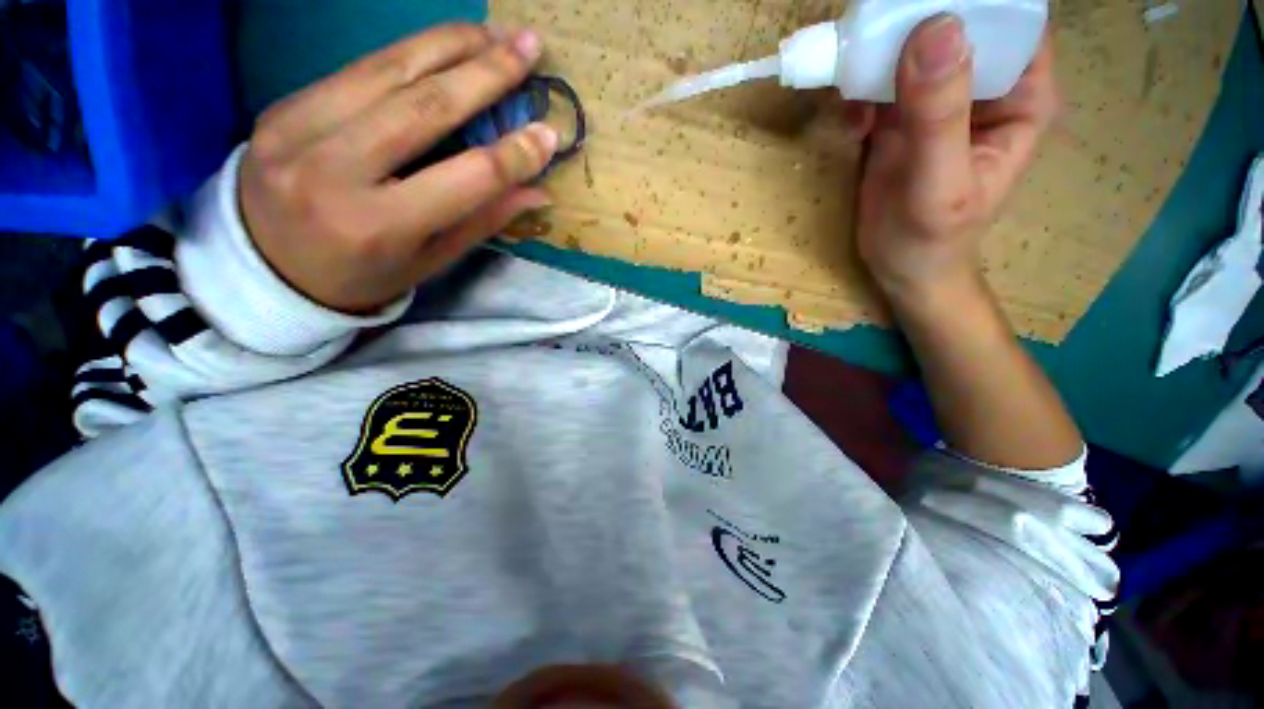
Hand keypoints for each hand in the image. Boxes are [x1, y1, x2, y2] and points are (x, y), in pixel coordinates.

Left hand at [238, 24, 558, 312]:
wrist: (267, 270)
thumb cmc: (364, 275)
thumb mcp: (431, 260)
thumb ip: (483, 220)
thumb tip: (537, 191)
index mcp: (380, 226)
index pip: (467, 178)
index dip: (514, 154)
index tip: (548, 132)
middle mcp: (334, 171)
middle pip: (425, 106)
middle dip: (486, 72)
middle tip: (528, 45)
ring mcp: (297, 130)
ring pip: (388, 70)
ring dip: (450, 44)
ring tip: (493, 32)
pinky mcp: (282, 106)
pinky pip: (358, 71)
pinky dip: (409, 53)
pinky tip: (444, 45)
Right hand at [850, 15, 1058, 305]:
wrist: (900, 268)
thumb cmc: (931, 238)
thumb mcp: (940, 183)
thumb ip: (939, 116)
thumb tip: (934, 30)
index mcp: (1020, 94)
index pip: (1010, 18)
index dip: (973, 1)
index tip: (923, 4)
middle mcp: (983, 85)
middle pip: (955, 23)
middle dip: (914, 21)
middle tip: (875, 29)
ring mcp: (938, 99)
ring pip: (912, 48)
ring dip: (879, 56)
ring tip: (854, 81)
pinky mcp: (900, 117)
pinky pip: (879, 83)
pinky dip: (859, 92)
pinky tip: (850, 122)